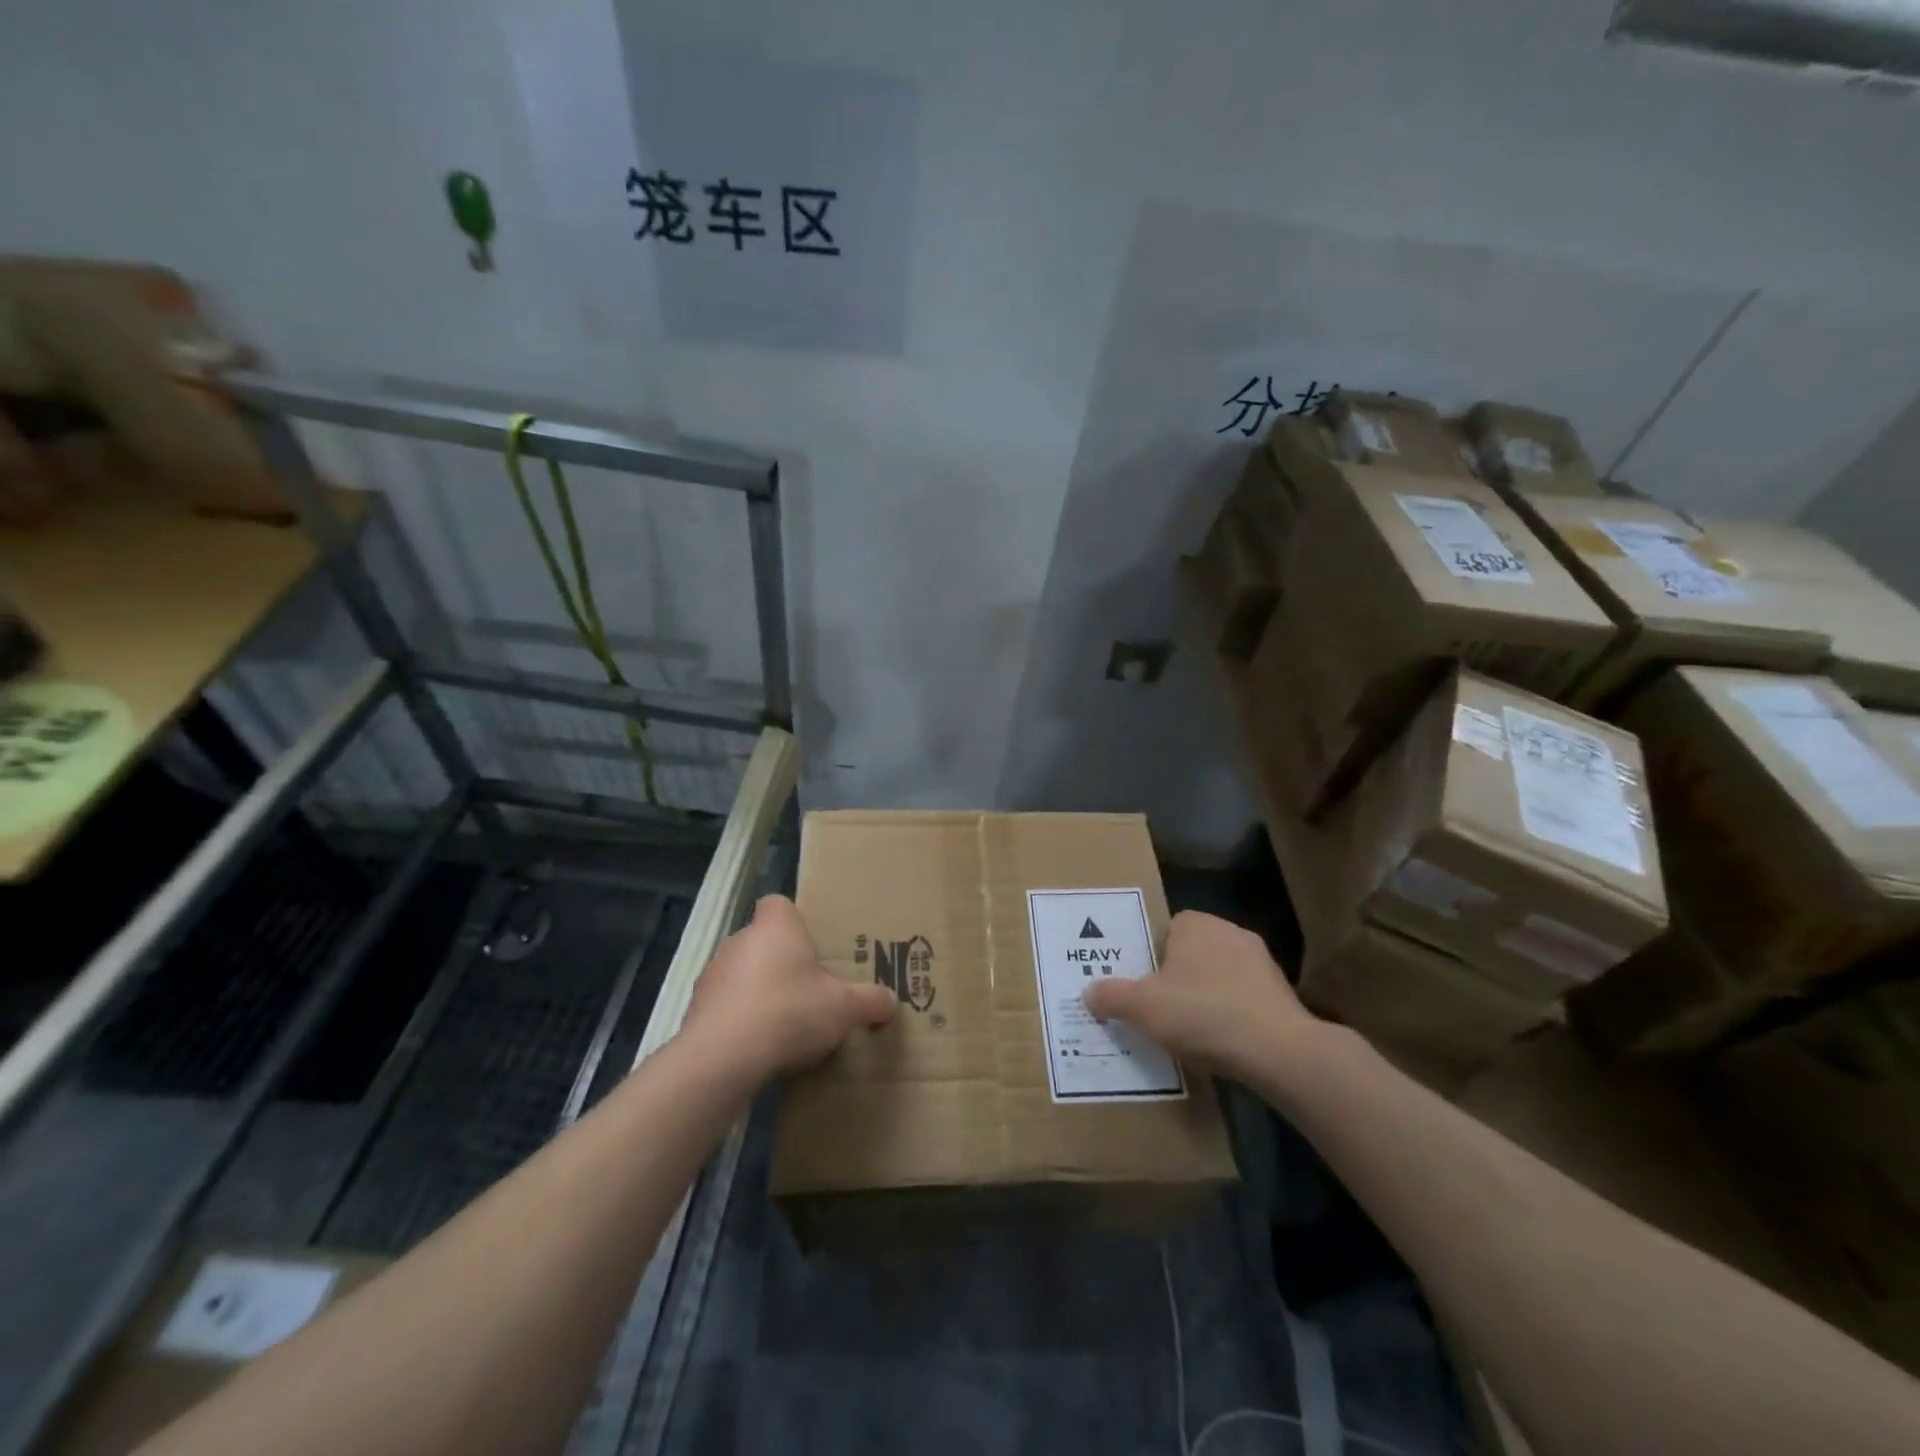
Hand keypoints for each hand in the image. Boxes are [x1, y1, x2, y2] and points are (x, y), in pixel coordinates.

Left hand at [682, 894, 895, 1081]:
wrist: (722, 1059)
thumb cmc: (788, 1012)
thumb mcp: (845, 1008)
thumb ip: (870, 1001)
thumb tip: (890, 1002)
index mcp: (775, 927)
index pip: (779, 904)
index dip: (794, 922)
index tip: (812, 948)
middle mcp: (739, 941)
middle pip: (763, 942)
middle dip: (782, 964)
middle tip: (810, 991)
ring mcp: (712, 976)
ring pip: (742, 975)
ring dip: (759, 994)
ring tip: (785, 1026)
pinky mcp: (696, 1011)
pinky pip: (725, 1008)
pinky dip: (740, 1022)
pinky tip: (759, 1048)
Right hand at [1083, 910, 1317, 1078]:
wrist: (1277, 1050)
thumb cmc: (1202, 1014)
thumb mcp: (1142, 1007)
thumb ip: (1111, 996)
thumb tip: (1089, 992)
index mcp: (1195, 924)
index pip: (1166, 930)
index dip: (1151, 957)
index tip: (1143, 986)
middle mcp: (1230, 932)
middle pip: (1192, 953)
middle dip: (1178, 978)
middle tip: (1159, 1010)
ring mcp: (1262, 962)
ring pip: (1219, 976)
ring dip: (1206, 998)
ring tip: (1190, 1033)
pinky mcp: (1282, 994)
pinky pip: (1244, 1000)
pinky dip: (1231, 1016)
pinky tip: (1222, 1044)